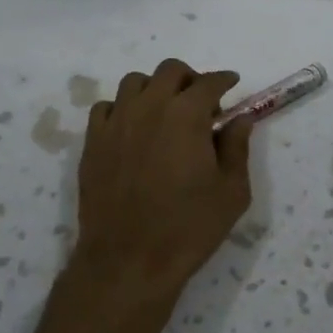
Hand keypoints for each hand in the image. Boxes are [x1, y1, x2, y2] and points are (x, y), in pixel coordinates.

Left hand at [72, 58, 254, 307]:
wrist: (128, 262)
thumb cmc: (189, 228)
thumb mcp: (231, 191)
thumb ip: (237, 148)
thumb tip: (240, 119)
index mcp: (187, 115)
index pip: (209, 82)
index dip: (224, 80)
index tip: (231, 85)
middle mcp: (149, 107)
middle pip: (170, 71)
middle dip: (190, 79)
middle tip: (201, 103)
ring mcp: (116, 122)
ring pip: (135, 82)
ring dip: (155, 89)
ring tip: (165, 112)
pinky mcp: (92, 142)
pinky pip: (106, 107)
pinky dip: (124, 109)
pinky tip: (133, 130)